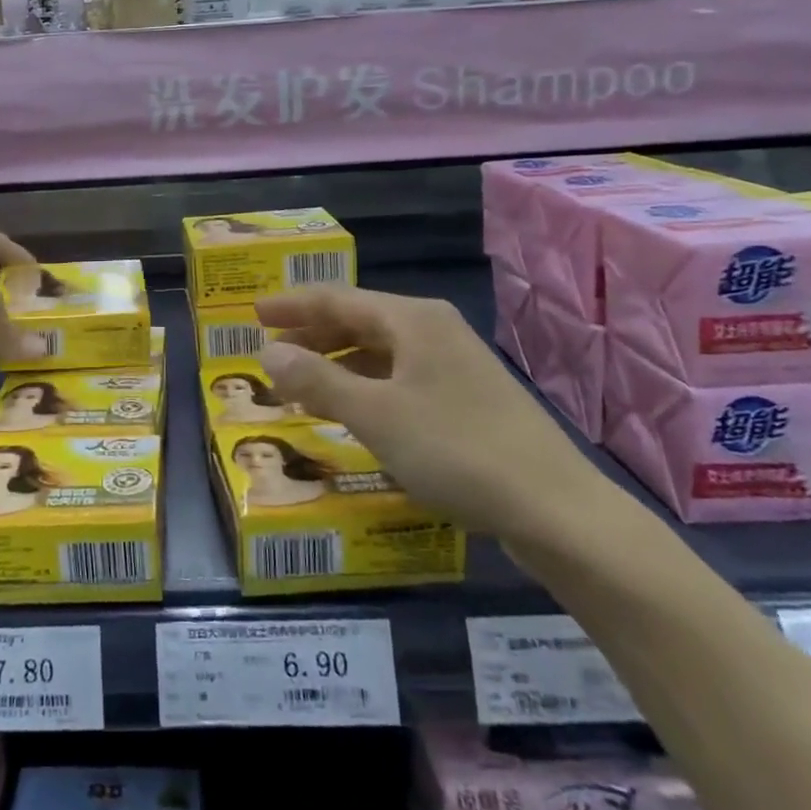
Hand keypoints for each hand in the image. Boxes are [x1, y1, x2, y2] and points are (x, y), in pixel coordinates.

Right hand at [254, 286, 599, 535]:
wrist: (556, 509)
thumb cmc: (456, 450)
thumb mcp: (374, 414)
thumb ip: (317, 379)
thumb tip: (268, 352)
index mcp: (412, 319)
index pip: (337, 299)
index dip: (292, 306)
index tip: (253, 315)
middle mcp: (433, 330)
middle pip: (359, 321)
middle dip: (312, 336)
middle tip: (270, 355)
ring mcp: (455, 364)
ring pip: (380, 352)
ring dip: (337, 364)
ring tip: (302, 384)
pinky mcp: (467, 398)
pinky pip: (400, 378)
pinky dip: (366, 386)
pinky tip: (353, 410)